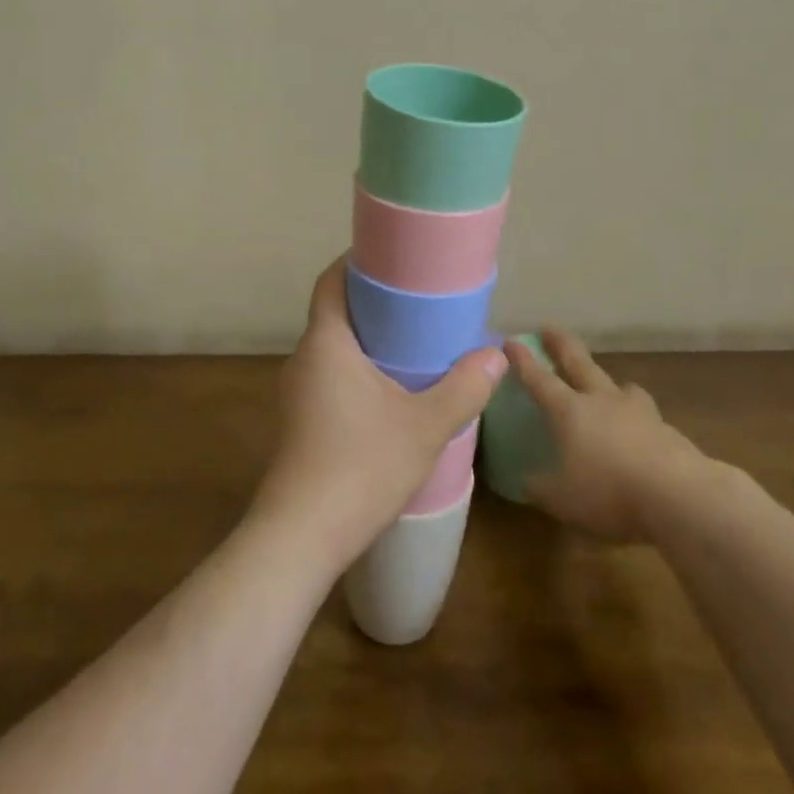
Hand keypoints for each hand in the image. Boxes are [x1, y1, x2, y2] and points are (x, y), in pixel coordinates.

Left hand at [252, 258, 505, 574]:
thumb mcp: (424, 426)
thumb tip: (496, 356)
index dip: (356, 262)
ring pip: (333, 348)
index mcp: (325, 343)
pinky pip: (330, 375)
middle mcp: (304, 359)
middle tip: (418, 299)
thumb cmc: (361, 466)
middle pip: (334, 312)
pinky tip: (390, 390)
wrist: (301, 536)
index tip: (392, 256)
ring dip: (367, 339)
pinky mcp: (300, 421)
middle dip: (372, 301)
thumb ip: (464, 388)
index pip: (331, 281)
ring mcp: (297, 392)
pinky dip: (358, 368)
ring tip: (412, 341)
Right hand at [504, 329, 709, 541]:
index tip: (510, 340)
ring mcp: (638, 411)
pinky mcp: (666, 430)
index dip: (523, 361)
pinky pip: (644, 414)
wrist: (679, 496)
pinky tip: (637, 430)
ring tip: (606, 385)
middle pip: (579, 363)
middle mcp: (601, 401)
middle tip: (550, 328)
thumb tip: (526, 482)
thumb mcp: (561, 499)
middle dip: (561, 344)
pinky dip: (635, 416)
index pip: (539, 379)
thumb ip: (540, 488)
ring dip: (608, 380)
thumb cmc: (608, 492)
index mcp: (569, 411)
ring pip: (619, 385)